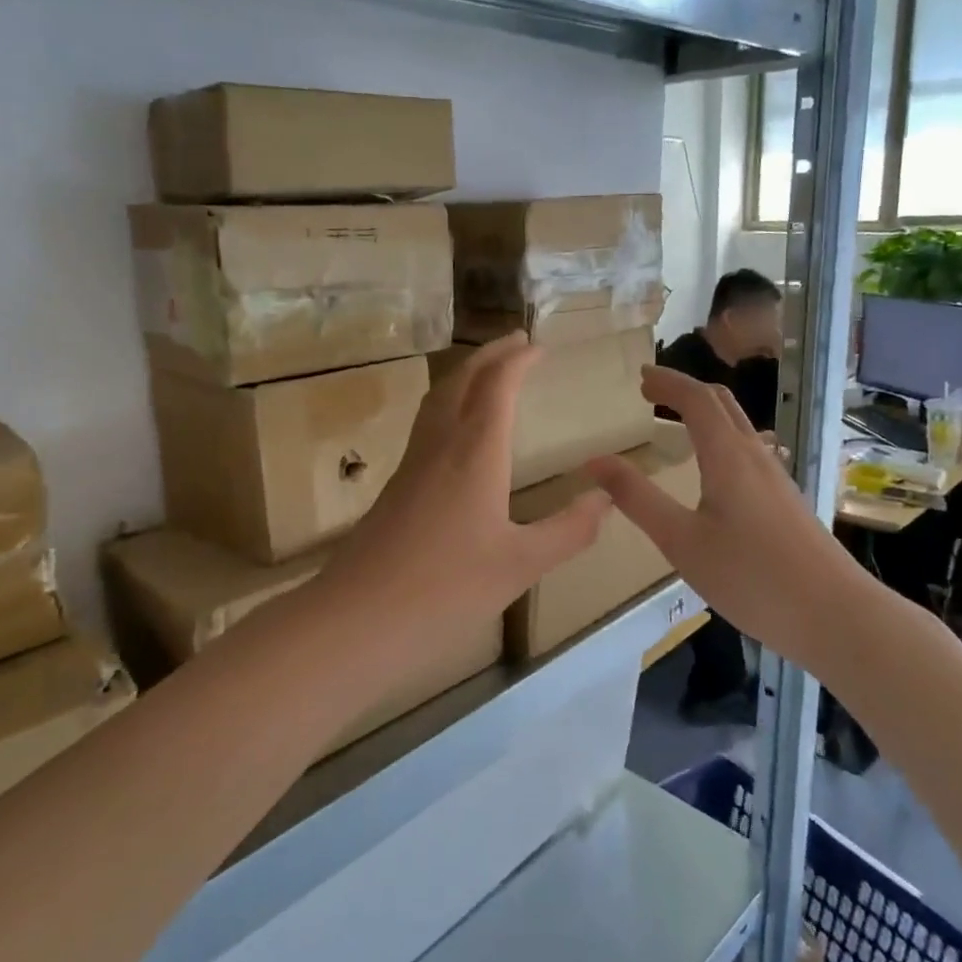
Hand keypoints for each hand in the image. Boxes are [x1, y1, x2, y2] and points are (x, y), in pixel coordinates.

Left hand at [318, 335, 611, 656]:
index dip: (517, 360)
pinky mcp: (395, 487)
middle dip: (489, 355)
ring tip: (488, 373)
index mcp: (475, 453)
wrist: (355, 619)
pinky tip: (456, 433)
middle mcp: (439, 446)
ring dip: (465, 376)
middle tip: (516, 342)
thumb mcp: (521, 565)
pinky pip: (426, 426)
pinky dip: (449, 406)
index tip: (538, 345)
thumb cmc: (445, 590)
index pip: (497, 386)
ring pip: (437, 400)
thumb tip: (606, 497)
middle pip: (461, 381)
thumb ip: (569, 530)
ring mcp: (411, 465)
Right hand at [586, 366, 842, 649]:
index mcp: (728, 456)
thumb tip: (595, 461)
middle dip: (685, 390)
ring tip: (676, 422)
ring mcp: (776, 479)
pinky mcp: (786, 502)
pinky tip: (713, 469)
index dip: (667, 382)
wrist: (835, 616)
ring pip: (739, 427)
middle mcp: (756, 456)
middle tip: (652, 392)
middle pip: (723, 404)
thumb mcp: (681, 540)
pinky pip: (749, 451)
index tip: (640, 378)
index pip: (696, 399)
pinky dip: (721, 438)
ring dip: (705, 413)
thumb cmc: (750, 576)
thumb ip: (637, 499)